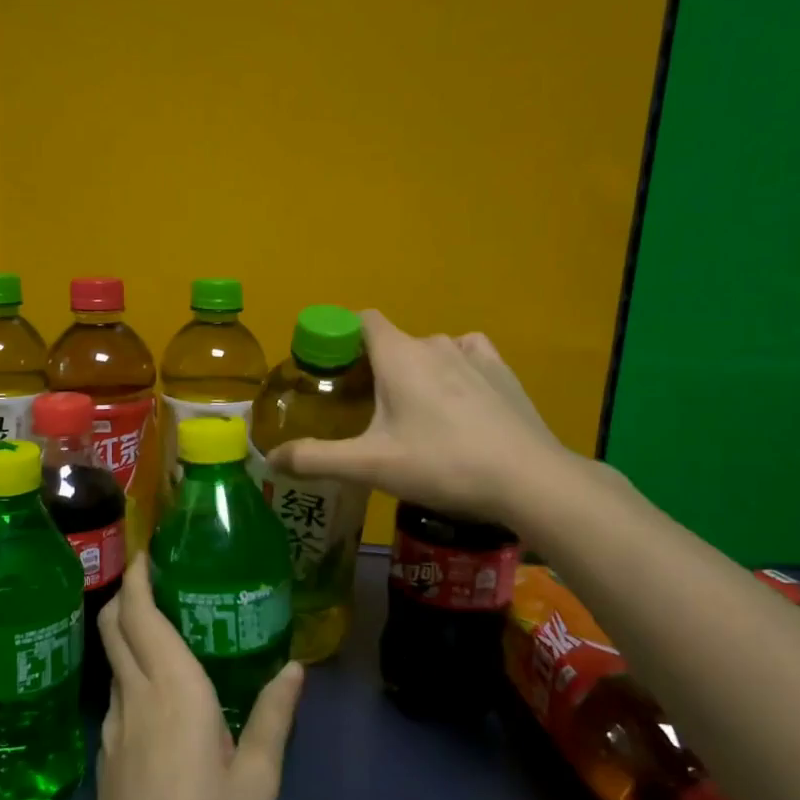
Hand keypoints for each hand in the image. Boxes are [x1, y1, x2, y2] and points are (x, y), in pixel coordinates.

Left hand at [92, 556, 302, 799]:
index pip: (140, 616)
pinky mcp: (106, 762)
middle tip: (154, 577)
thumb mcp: (259, 780)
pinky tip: (159, 696)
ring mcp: (113, 732)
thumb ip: (274, 716)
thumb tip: (294, 667)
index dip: (136, 577)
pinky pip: (117, 698)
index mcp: (174, 692)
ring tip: (165, 629)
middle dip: (125, 595)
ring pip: (113, 663)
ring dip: (127, 634)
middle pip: (113, 629)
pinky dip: (130, 674)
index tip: (145, 550)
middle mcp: (136, 700)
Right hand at [268, 310, 573, 526]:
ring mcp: (474, 355)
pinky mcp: (503, 373)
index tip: (330, 368)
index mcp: (398, 355)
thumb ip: (317, 459)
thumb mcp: (371, 466)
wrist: (529, 479)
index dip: (342, 336)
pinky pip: (468, 356)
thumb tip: (271, 458)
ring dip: (415, 371)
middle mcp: (434, 343)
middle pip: (393, 342)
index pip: (362, 320)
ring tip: (411, 412)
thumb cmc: (442, 464)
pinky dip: (454, 370)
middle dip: (375, 366)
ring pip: (431, 351)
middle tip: (364, 409)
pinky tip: (456, 401)